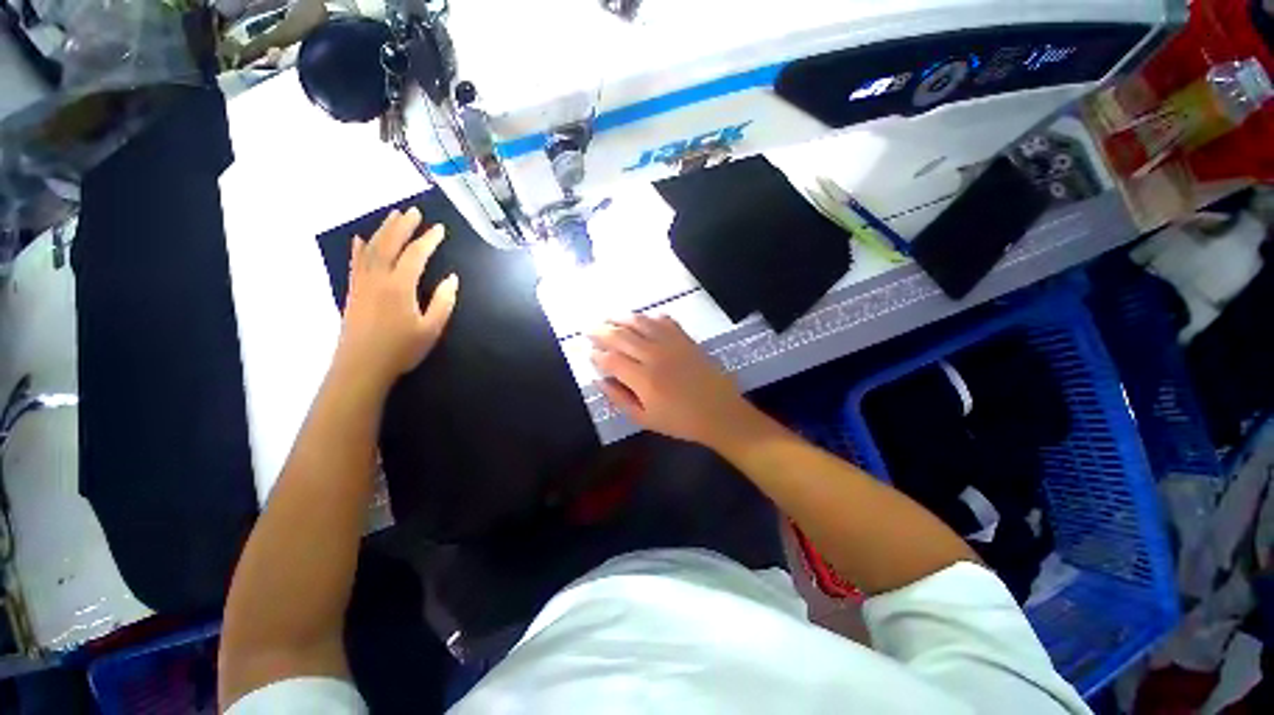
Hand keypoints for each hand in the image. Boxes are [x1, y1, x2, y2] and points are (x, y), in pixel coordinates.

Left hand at [335, 208, 457, 390]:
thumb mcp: (431, 329)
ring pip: (371, 248)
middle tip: (414, 211)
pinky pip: (356, 262)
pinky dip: (359, 248)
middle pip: (390, 244)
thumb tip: (451, 278)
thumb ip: (443, 301)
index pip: (415, 255)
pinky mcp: (353, 291)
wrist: (361, 366)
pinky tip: (361, 239)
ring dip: (383, 230)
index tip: (439, 229)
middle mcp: (378, 278)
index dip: (428, 240)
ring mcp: (362, 283)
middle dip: (403, 226)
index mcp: (400, 286)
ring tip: (393, 216)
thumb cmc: (401, 349)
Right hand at [589, 314, 754, 448]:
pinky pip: (665, 320)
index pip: (611, 359)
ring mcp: (672, 344)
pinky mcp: (686, 339)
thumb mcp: (644, 419)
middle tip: (589, 329)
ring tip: (609, 318)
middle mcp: (654, 356)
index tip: (589, 353)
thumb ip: (619, 399)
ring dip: (621, 318)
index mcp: (643, 379)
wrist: (720, 413)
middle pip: (621, 336)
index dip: (596, 354)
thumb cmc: (681, 421)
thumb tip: (599, 381)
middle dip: (601, 331)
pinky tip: (643, 319)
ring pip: (640, 322)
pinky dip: (650, 317)